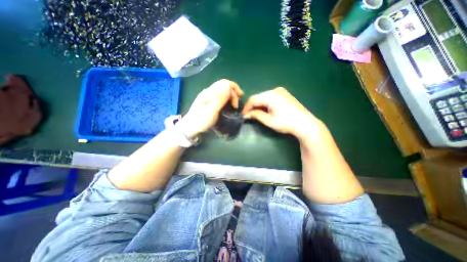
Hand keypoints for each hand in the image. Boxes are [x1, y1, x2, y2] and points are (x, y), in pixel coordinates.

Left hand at [179, 79, 243, 137]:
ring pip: (223, 91)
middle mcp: (209, 92)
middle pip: (224, 86)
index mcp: (209, 92)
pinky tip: (229, 105)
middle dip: (234, 92)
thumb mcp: (211, 110)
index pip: (224, 83)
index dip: (234, 88)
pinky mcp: (210, 102)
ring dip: (231, 96)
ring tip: (235, 105)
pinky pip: (221, 97)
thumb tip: (229, 86)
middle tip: (237, 104)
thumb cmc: (201, 120)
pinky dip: (227, 99)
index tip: (240, 98)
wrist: (190, 128)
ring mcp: (209, 97)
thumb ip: (220, 98)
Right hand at [243, 87, 323, 139]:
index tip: (243, 115)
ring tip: (256, 114)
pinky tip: (265, 110)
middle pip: (258, 97)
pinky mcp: (285, 94)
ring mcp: (281, 91)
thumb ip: (256, 115)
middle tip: (249, 116)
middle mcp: (275, 90)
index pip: (253, 99)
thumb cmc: (286, 122)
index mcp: (271, 95)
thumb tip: (246, 115)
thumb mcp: (269, 120)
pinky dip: (265, 104)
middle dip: (252, 106)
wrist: (305, 123)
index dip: (246, 107)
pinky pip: (270, 97)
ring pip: (264, 97)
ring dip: (259, 105)